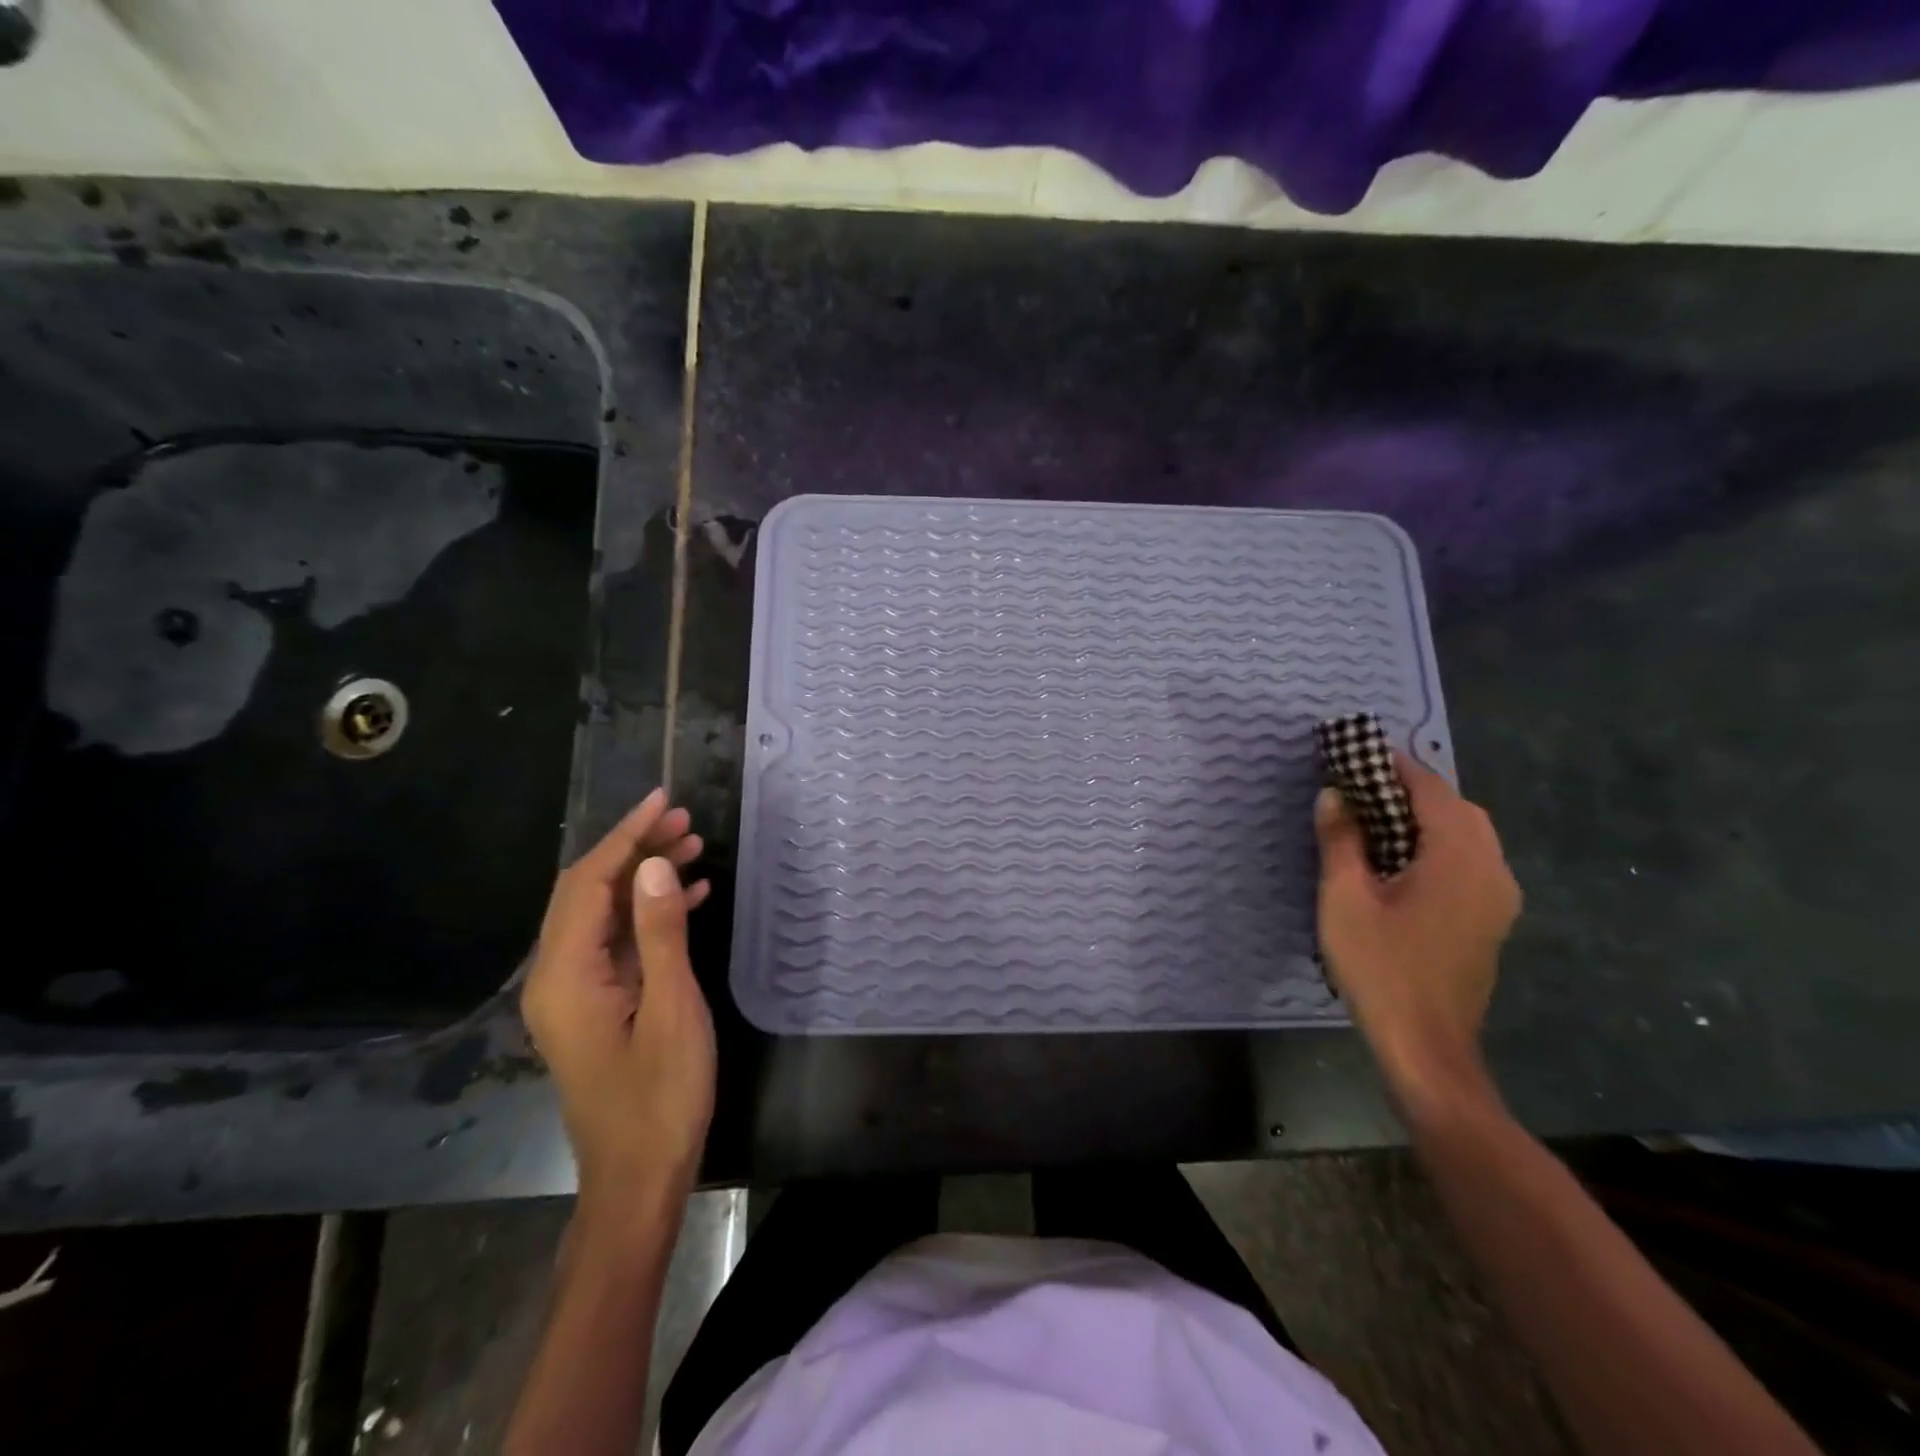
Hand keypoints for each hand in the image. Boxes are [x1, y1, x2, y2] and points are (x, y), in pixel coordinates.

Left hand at [521, 790, 714, 1211]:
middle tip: (685, 820)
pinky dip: (649, 914)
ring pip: (603, 914)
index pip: (588, 884)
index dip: (625, 836)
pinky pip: (617, 943)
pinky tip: (689, 897)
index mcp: (564, 976)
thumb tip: (652, 865)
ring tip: (693, 847)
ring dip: (643, 878)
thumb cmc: (661, 1096)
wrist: (639, 1177)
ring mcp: (574, 993)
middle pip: (588, 892)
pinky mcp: (595, 1005)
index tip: (663, 801)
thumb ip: (659, 934)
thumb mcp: (672, 1009)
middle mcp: (556, 976)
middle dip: (634, 849)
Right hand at [1315, 753, 1520, 1107]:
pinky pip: (1469, 861)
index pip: (1431, 789)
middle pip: (1457, 808)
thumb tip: (1334, 795)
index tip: (1356, 752)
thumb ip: (1341, 840)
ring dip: (1426, 817)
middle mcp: (1492, 869)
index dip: (1393, 766)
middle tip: (1360, 787)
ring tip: (1375, 818)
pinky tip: (1400, 861)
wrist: (1427, 1047)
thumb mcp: (1345, 898)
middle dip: (1411, 789)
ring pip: (1467, 835)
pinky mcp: (1492, 920)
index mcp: (1460, 858)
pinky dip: (1437, 844)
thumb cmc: (1381, 968)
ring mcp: (1499, 898)